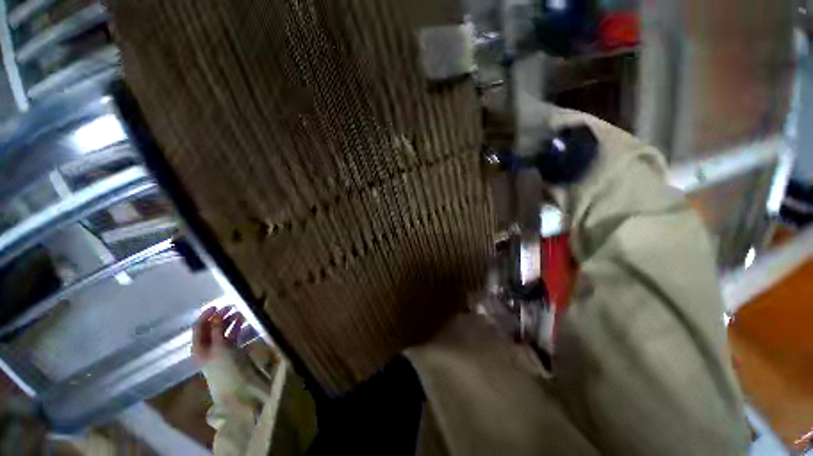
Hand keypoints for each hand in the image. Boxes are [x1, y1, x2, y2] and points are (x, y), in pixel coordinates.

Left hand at [192, 306, 245, 364]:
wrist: (237, 384)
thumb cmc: (225, 365)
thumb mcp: (220, 347)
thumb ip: (217, 330)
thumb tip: (216, 315)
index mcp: (199, 347)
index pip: (199, 327)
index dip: (206, 315)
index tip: (218, 305)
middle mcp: (207, 347)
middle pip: (210, 328)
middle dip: (220, 317)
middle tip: (232, 307)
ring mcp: (219, 349)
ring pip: (222, 331)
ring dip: (229, 321)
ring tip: (240, 313)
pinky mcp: (230, 351)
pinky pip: (231, 335)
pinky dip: (236, 328)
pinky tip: (243, 322)